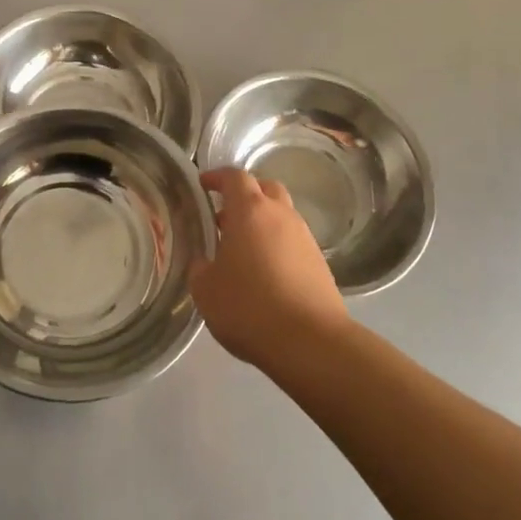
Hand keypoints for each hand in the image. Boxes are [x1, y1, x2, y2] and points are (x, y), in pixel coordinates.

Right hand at [190, 168, 350, 369]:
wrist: (310, 341)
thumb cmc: (249, 307)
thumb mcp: (206, 290)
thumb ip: (200, 268)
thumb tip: (204, 263)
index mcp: (250, 211)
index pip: (234, 177)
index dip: (216, 177)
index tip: (203, 184)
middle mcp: (281, 215)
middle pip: (265, 189)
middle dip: (245, 196)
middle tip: (225, 216)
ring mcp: (305, 238)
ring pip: (282, 216)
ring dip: (263, 223)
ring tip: (243, 251)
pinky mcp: (320, 263)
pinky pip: (293, 242)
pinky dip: (278, 247)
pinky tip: (265, 274)